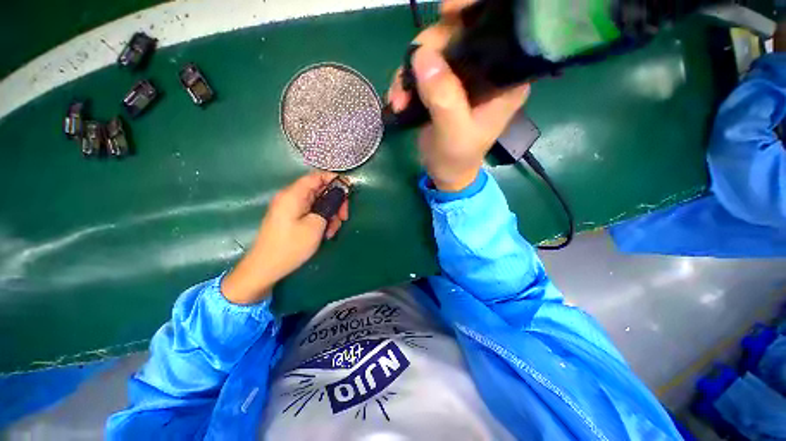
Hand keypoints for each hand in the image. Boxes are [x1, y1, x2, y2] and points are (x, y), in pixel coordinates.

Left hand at [221, 172, 348, 304]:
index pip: (317, 176)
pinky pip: (312, 212)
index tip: (349, 192)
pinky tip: (325, 233)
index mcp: (294, 194)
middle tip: (344, 217)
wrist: (265, 268)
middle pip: (320, 190)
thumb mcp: (316, 225)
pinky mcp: (292, 218)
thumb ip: (329, 205)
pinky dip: (322, 220)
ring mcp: (291, 208)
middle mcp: (291, 197)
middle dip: (335, 202)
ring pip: (318, 203)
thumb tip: (338, 194)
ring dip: (330, 215)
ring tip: (332, 231)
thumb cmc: (291, 246)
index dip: (335, 180)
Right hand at [387, 0, 529, 191]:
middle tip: (406, 79)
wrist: (445, 174)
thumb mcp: (453, 134)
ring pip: (434, 49)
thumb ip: (443, 98)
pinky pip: (421, 68)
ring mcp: (462, 76)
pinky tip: (398, 100)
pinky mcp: (443, 85)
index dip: (473, 13)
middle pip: (458, 34)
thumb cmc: (457, 159)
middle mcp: (486, 71)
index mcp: (504, 79)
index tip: (446, 11)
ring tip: (399, 99)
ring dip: (409, 71)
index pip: (497, 31)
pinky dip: (405, 81)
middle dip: (427, 51)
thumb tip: (421, 57)